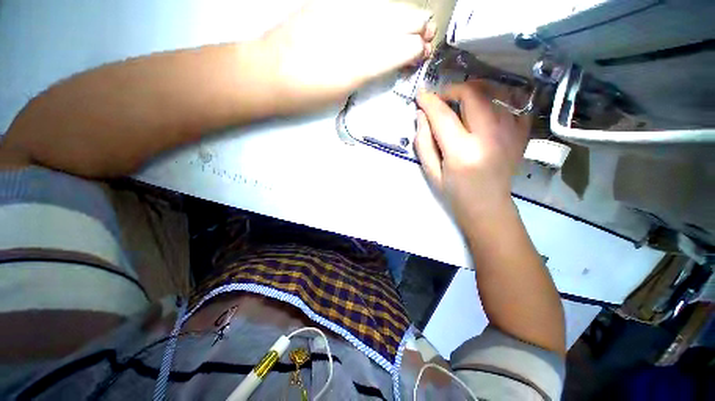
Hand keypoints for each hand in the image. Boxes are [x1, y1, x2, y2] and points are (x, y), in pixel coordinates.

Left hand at [259, 0, 434, 111]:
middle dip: (418, 29)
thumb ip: (371, 71)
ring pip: (386, 8)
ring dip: (403, 17)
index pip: (404, 47)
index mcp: (360, 64)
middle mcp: (356, 32)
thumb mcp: (345, 90)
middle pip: (402, 20)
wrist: (269, 73)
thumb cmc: (308, 94)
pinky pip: (365, 5)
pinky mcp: (329, 5)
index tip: (421, 55)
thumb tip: (393, 58)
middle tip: (422, 39)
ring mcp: (341, 13)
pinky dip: (380, 12)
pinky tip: (382, 21)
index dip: (418, 50)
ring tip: (410, 26)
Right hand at [414, 81, 530, 222]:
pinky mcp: (521, 134)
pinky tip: (486, 107)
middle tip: (442, 99)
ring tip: (462, 100)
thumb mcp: (431, 172)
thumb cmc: (455, 193)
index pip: (443, 116)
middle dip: (453, 89)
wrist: (488, 207)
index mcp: (462, 152)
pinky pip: (514, 103)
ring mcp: (511, 133)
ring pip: (496, 92)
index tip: (421, 95)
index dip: (429, 101)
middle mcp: (489, 137)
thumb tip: (422, 115)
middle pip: (473, 94)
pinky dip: (499, 98)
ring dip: (475, 90)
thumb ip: (423, 143)